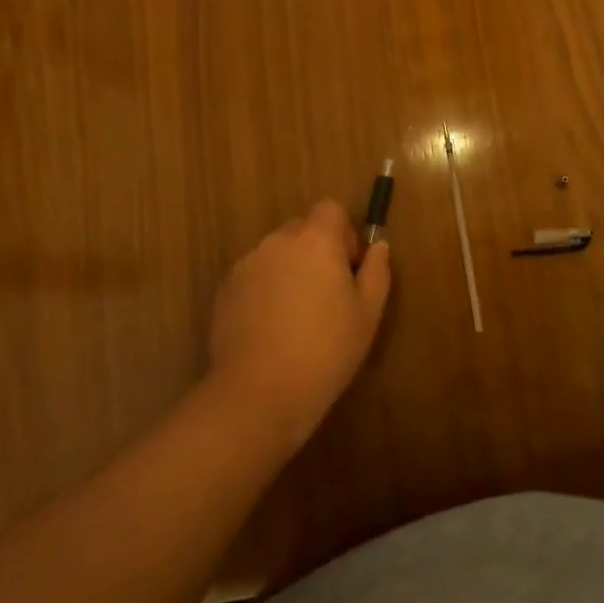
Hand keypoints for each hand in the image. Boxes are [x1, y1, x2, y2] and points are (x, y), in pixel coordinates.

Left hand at [206, 200, 391, 454]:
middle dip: (316, 251)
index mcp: (316, 240)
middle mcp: (278, 242)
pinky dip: (265, 290)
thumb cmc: (325, 350)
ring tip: (296, 316)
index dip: (343, 232)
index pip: (330, 208)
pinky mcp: (225, 290)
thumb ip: (376, 271)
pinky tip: (271, 329)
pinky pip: (254, 276)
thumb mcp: (367, 314)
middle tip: (326, 295)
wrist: (258, 394)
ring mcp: (247, 265)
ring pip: (276, 254)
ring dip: (289, 270)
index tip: (348, 267)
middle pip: (301, 229)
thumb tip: (378, 246)